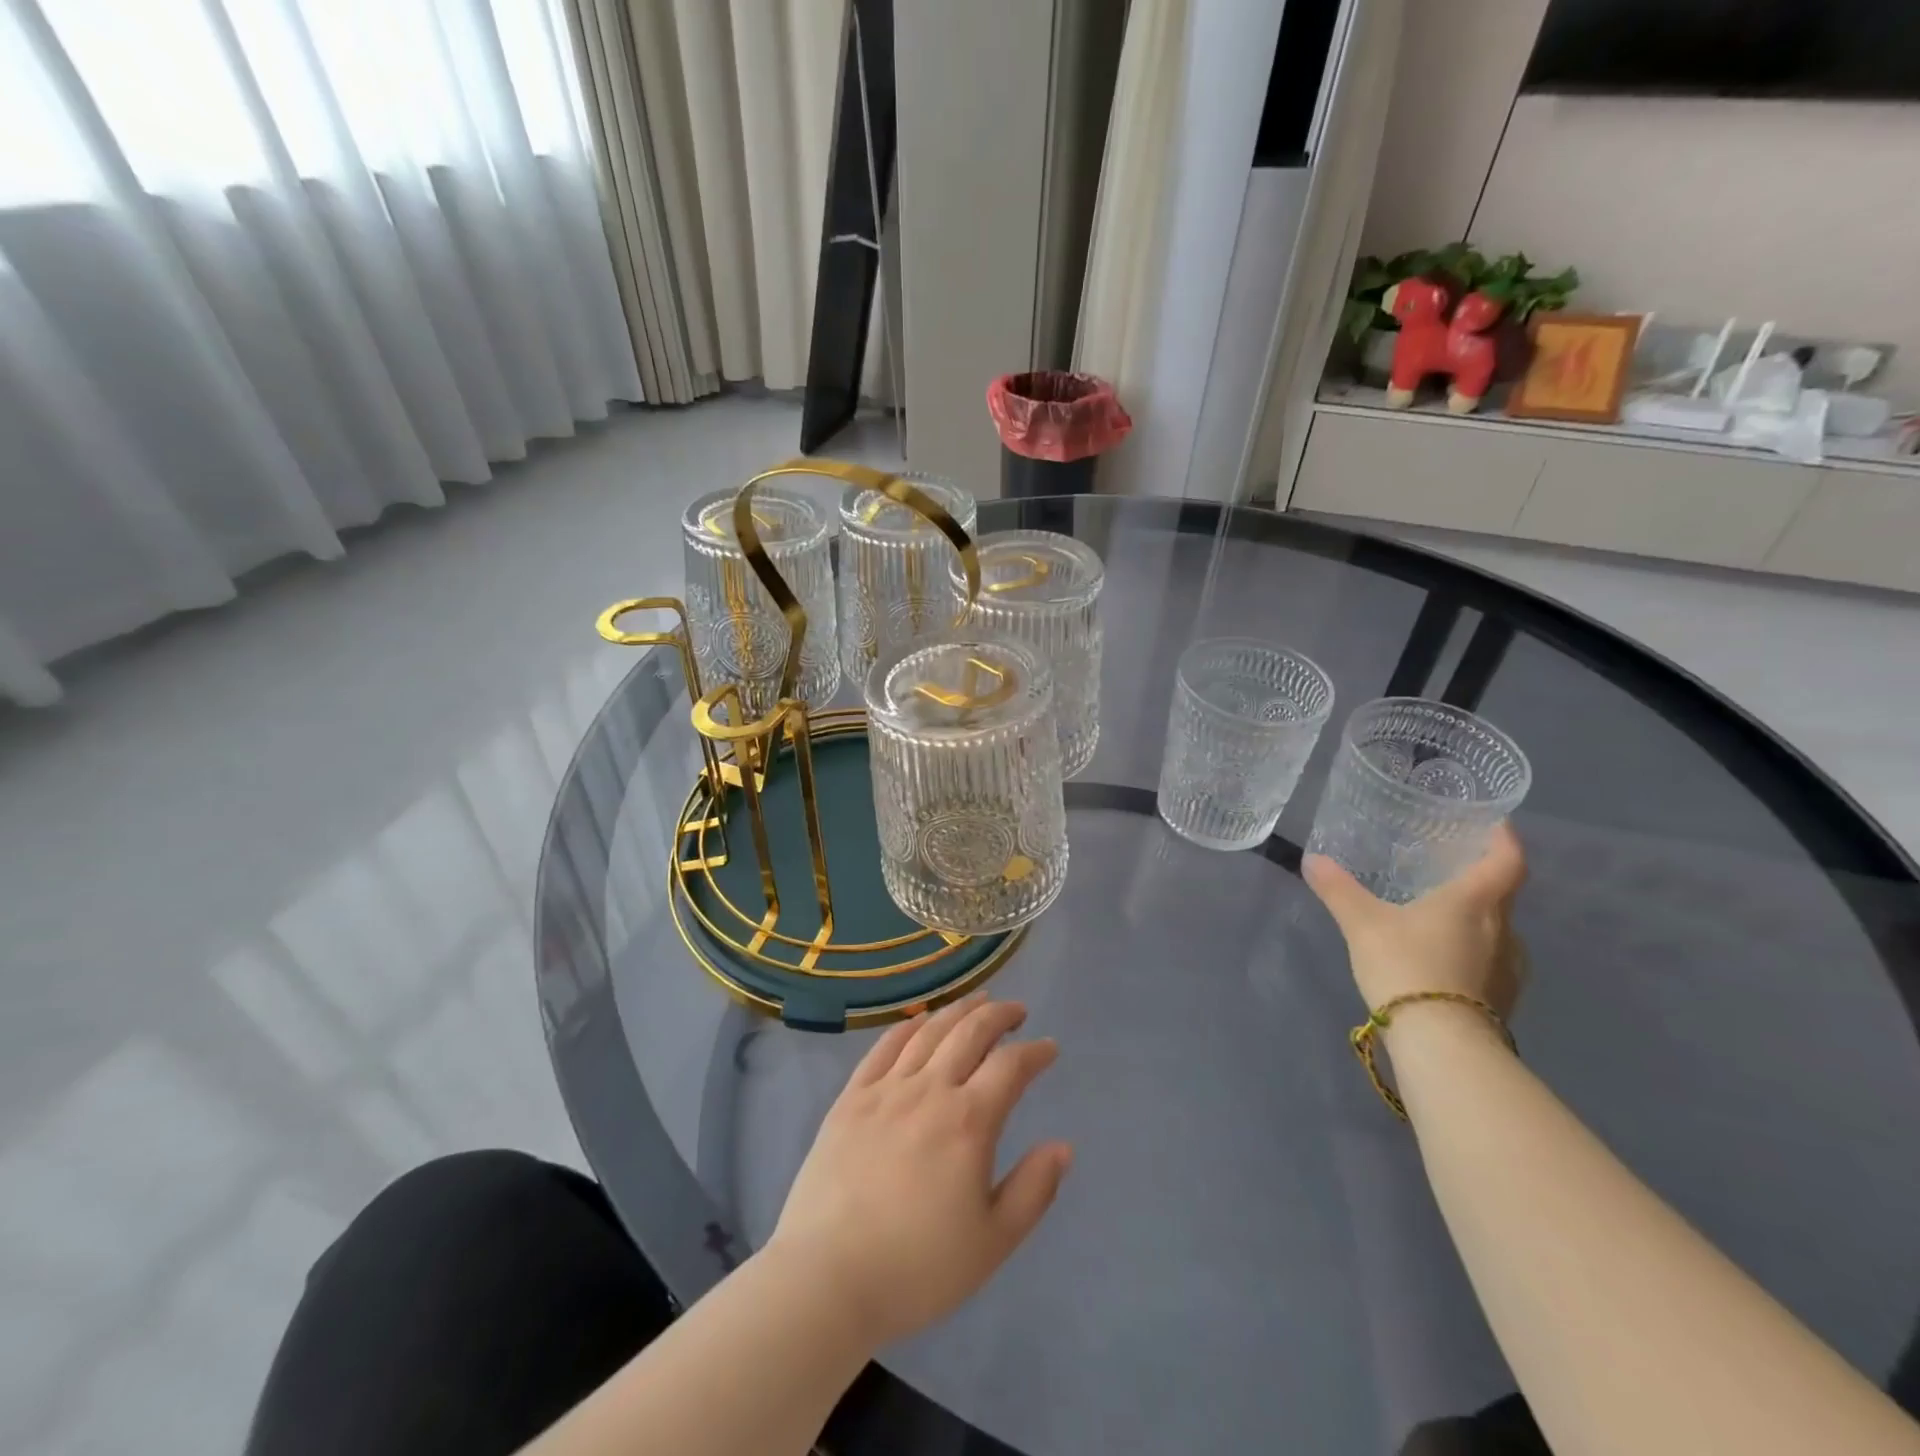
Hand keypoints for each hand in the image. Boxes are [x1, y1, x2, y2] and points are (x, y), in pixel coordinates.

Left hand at [767, 997, 1071, 1347]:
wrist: (826, 1278)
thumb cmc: (916, 1268)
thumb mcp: (992, 1243)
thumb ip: (1033, 1190)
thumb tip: (1063, 1146)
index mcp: (968, 1122)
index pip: (1010, 1066)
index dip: (1034, 1052)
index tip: (1049, 1048)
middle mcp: (929, 1090)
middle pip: (970, 1033)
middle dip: (999, 1015)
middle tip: (1016, 1010)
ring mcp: (886, 1089)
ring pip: (929, 1031)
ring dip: (958, 1010)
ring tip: (977, 1001)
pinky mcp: (851, 1098)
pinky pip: (884, 1047)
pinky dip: (909, 1026)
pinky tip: (920, 1020)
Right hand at [1302, 823, 1527, 1018]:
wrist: (1442, 1044)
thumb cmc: (1407, 966)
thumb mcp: (1362, 924)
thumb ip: (1338, 890)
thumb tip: (1312, 859)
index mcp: (1476, 902)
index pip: (1507, 860)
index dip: (1504, 838)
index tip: (1494, 824)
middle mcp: (1504, 930)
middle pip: (1501, 895)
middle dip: (1478, 880)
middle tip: (1446, 870)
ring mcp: (1509, 968)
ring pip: (1497, 931)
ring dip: (1474, 920)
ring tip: (1438, 917)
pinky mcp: (1503, 999)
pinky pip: (1491, 962)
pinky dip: (1471, 953)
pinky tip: (1441, 959)